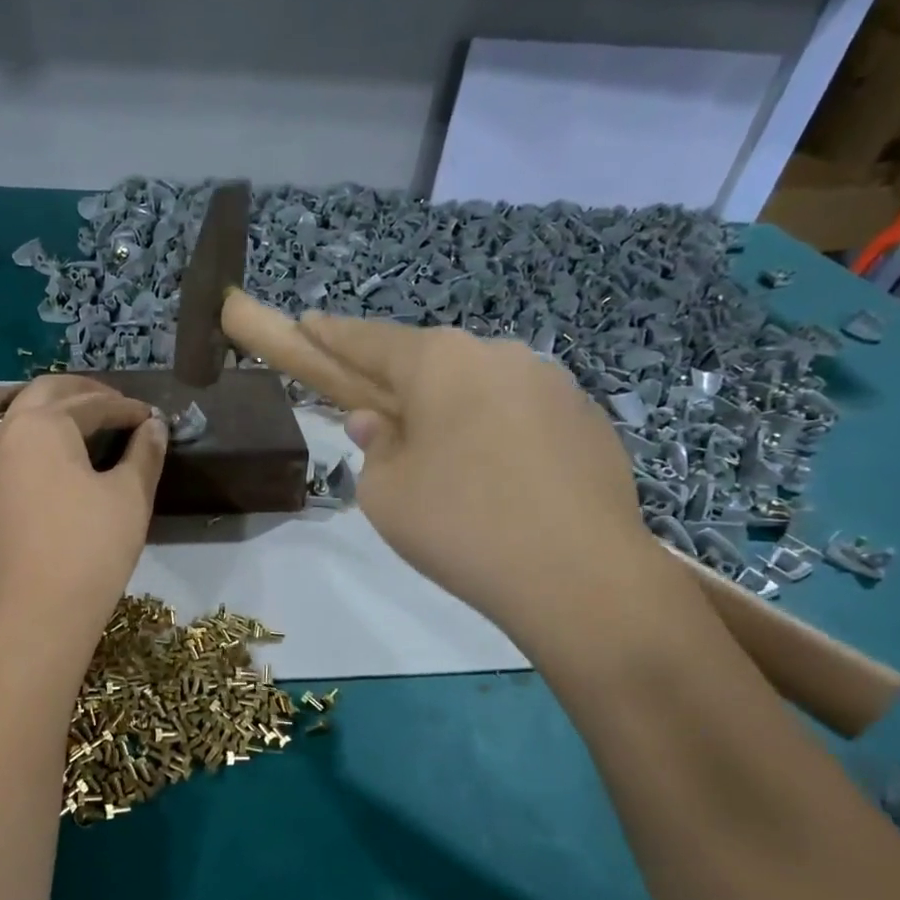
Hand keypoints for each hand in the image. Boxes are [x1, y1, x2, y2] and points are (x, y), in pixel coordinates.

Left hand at [0, 375, 167, 629]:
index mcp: (44, 427)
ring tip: (12, 400)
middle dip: (75, 392)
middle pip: (36, 395)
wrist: (41, 612)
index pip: (92, 406)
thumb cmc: (92, 549)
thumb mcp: (131, 497)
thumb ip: (145, 454)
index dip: (125, 409)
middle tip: (104, 402)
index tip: (148, 418)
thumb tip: (154, 425)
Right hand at [297, 314, 659, 642]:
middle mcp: (500, 355)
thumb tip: (378, 422)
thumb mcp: (385, 493)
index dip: (333, 336)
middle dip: (404, 387)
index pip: (371, 341)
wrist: (580, 575)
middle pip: (434, 364)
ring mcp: (554, 385)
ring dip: (456, 413)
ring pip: (483, 389)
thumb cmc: (461, 525)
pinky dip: (500, 437)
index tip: (309, 324)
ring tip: (452, 470)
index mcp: (442, 362)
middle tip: (386, 426)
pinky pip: (524, 418)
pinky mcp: (590, 421)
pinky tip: (503, 485)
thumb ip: (374, 447)